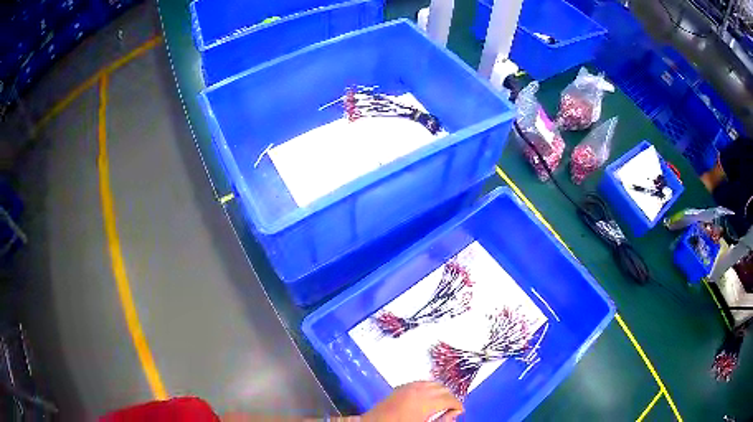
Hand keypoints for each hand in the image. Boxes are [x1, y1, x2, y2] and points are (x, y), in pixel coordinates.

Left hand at [361, 381, 463, 421]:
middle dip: (450, 398)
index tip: (459, 412)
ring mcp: (409, 386)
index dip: (457, 405)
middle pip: (443, 389)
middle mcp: (420, 390)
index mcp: (426, 402)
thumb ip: (441, 421)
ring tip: (440, 403)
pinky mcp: (401, 386)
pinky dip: (429, 388)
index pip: (450, 399)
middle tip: (451, 409)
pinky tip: (427, 397)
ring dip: (440, 391)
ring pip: (433, 384)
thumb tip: (453, 415)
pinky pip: (421, 383)